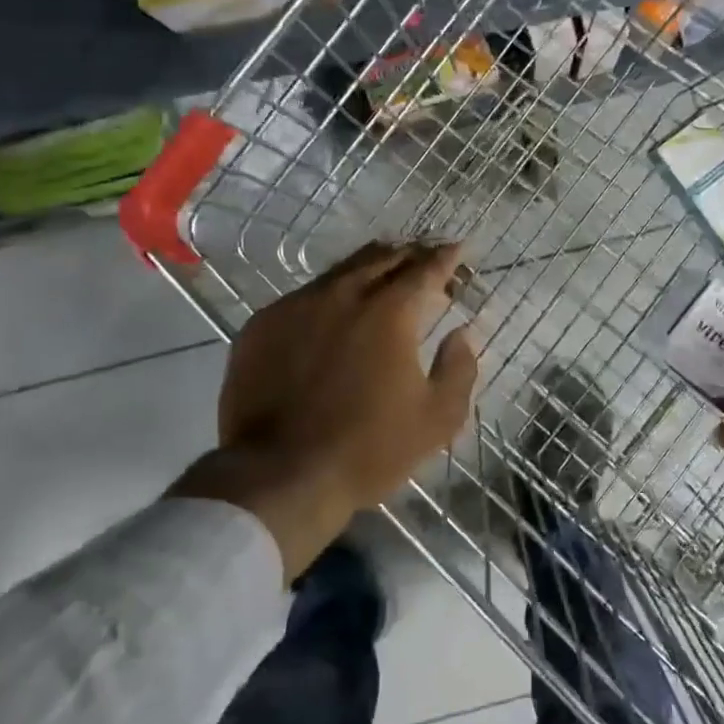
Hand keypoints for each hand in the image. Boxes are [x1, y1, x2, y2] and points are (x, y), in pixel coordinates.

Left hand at [173, 240, 477, 576]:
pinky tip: (334, 313)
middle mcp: (343, 294)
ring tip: (383, 277)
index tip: (459, 249)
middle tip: (425, 262)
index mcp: (389, 312)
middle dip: (410, 255)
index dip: (447, 256)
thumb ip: (459, 369)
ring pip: (341, 270)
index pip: (425, 268)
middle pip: (382, 257)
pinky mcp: (262, 324)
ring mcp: (297, 305)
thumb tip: (461, 334)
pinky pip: (305, 296)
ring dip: (370, 269)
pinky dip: (330, 295)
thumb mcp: (437, 418)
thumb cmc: (369, 450)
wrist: (280, 475)